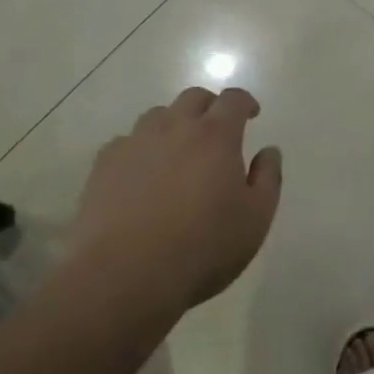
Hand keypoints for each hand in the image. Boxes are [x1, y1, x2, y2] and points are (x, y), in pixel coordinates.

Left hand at [66, 86, 282, 313]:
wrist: (125, 275)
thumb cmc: (202, 249)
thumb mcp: (255, 221)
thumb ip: (267, 179)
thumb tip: (268, 151)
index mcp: (215, 136)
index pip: (233, 100)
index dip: (245, 103)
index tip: (251, 114)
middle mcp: (175, 127)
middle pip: (194, 98)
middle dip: (210, 107)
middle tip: (216, 130)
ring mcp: (136, 142)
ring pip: (158, 115)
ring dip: (173, 124)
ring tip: (177, 152)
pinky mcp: (105, 163)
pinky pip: (126, 142)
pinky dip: (140, 149)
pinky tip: (140, 175)